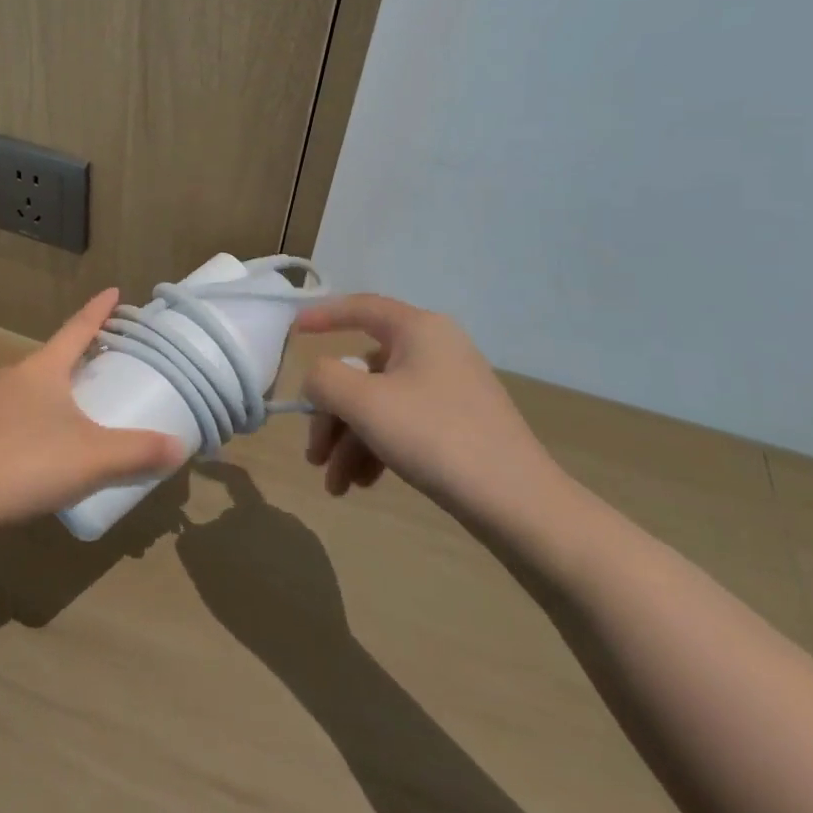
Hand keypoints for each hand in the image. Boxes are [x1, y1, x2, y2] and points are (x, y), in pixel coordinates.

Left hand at [0, 289, 186, 527]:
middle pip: (52, 359)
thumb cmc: (27, 461)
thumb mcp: (92, 458)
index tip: (112, 291)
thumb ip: (137, 451)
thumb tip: (180, 446)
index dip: (98, 311)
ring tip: (73, 416)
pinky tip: (35, 453)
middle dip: (77, 360)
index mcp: (42, 369)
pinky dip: (28, 424)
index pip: (77, 329)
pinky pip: (8, 418)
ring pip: (27, 390)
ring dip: (51, 395)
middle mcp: (12, 375)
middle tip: (102, 366)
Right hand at [294, 296, 565, 524]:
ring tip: (336, 485)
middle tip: (314, 455)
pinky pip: (401, 425)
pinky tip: (362, 484)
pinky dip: (376, 449)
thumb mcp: (363, 402)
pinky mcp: (457, 424)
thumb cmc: (434, 436)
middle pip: (361, 371)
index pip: (360, 307)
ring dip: (349, 441)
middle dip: (331, 416)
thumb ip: (323, 378)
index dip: (322, 316)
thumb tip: (318, 380)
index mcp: (418, 330)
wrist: (519, 505)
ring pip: (378, 405)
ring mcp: (449, 389)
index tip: (292, 333)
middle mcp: (435, 350)